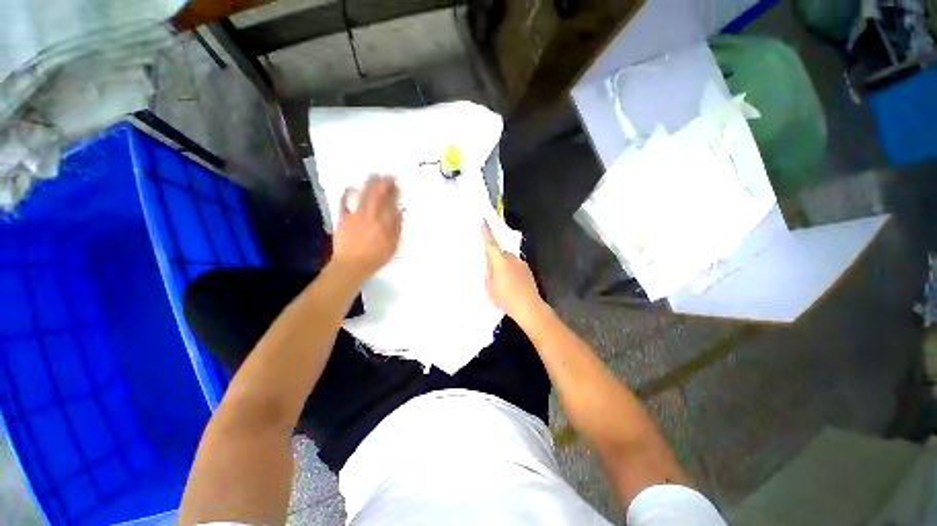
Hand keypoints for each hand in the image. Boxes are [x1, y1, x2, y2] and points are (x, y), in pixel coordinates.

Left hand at [332, 175, 401, 280]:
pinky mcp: (342, 218)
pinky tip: (350, 187)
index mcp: (384, 222)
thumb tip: (400, 211)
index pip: (391, 202)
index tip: (398, 185)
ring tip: (374, 175)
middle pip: (377, 194)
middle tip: (388, 175)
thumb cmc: (376, 258)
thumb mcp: (393, 246)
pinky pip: (343, 203)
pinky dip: (347, 193)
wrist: (351, 266)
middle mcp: (370, 215)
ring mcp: (355, 215)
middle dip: (383, 182)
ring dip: (369, 183)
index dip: (395, 191)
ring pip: (363, 195)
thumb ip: (397, 228)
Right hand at [482, 221, 545, 322]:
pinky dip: (511, 271)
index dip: (486, 232)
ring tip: (502, 283)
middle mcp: (512, 259)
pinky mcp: (527, 270)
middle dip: (495, 259)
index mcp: (500, 262)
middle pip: (500, 253)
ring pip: (508, 260)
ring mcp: (521, 264)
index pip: (491, 244)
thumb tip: (490, 264)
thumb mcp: (489, 288)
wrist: (529, 307)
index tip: (483, 221)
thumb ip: (488, 273)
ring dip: (504, 266)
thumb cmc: (506, 299)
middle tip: (491, 273)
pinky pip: (515, 266)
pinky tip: (511, 285)